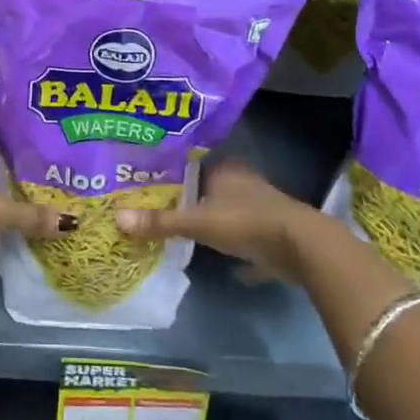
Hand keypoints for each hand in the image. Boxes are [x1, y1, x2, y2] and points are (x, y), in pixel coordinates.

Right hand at [116, 160, 315, 283]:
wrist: (301, 247)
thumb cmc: (246, 222)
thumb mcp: (198, 222)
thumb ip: (161, 222)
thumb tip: (117, 218)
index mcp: (225, 169)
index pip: (192, 163)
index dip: (172, 172)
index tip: (150, 181)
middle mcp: (243, 181)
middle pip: (209, 187)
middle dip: (190, 196)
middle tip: (159, 206)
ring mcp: (260, 206)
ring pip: (227, 209)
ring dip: (211, 218)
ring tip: (181, 228)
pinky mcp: (272, 232)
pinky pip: (244, 235)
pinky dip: (233, 243)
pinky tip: (218, 255)